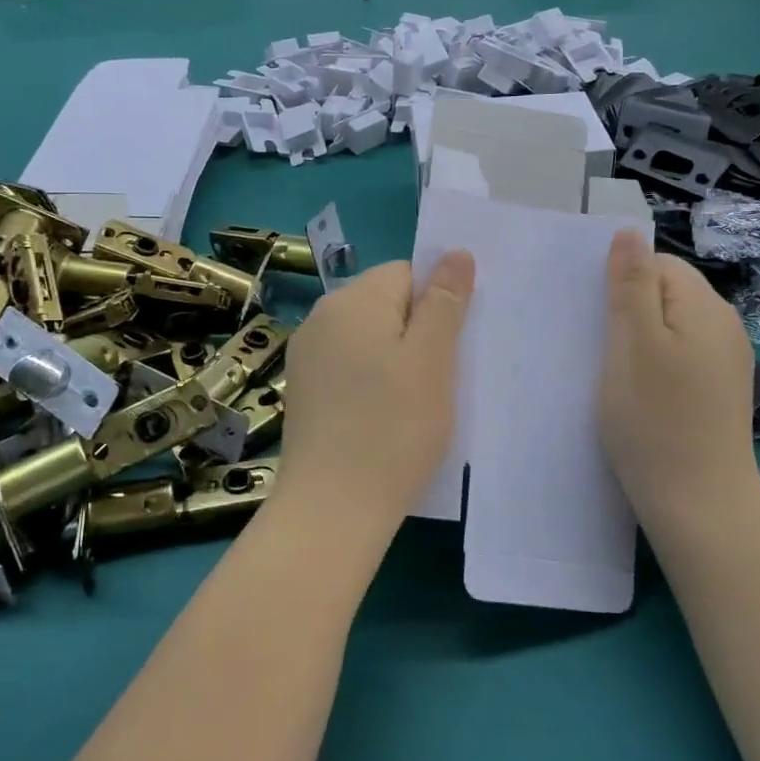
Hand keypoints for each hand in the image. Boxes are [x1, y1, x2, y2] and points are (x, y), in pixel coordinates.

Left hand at [275, 254, 473, 528]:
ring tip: (415, 403)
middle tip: (441, 378)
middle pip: (385, 304)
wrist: (333, 508)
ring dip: (396, 359)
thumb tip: (455, 252)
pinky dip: (371, 382)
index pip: (405, 273)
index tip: (452, 347)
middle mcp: (321, 317)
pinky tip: (383, 418)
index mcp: (352, 300)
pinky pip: (349, 367)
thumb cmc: (393, 428)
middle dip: (417, 331)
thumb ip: (444, 301)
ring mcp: (306, 356)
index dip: (436, 303)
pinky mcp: (304, 391)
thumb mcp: (432, 359)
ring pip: (368, 338)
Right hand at [599, 231, 759, 523]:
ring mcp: (727, 361)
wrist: (699, 504)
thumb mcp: (632, 344)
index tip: (595, 319)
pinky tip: (639, 394)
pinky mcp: (720, 392)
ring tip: (613, 373)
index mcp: (704, 306)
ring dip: (640, 340)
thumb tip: (630, 233)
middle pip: (668, 293)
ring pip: (672, 327)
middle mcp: (725, 326)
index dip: (622, 283)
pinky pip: (681, 357)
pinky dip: (656, 365)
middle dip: (630, 310)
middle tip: (598, 348)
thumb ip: (631, 285)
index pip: (658, 264)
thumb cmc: (655, 419)